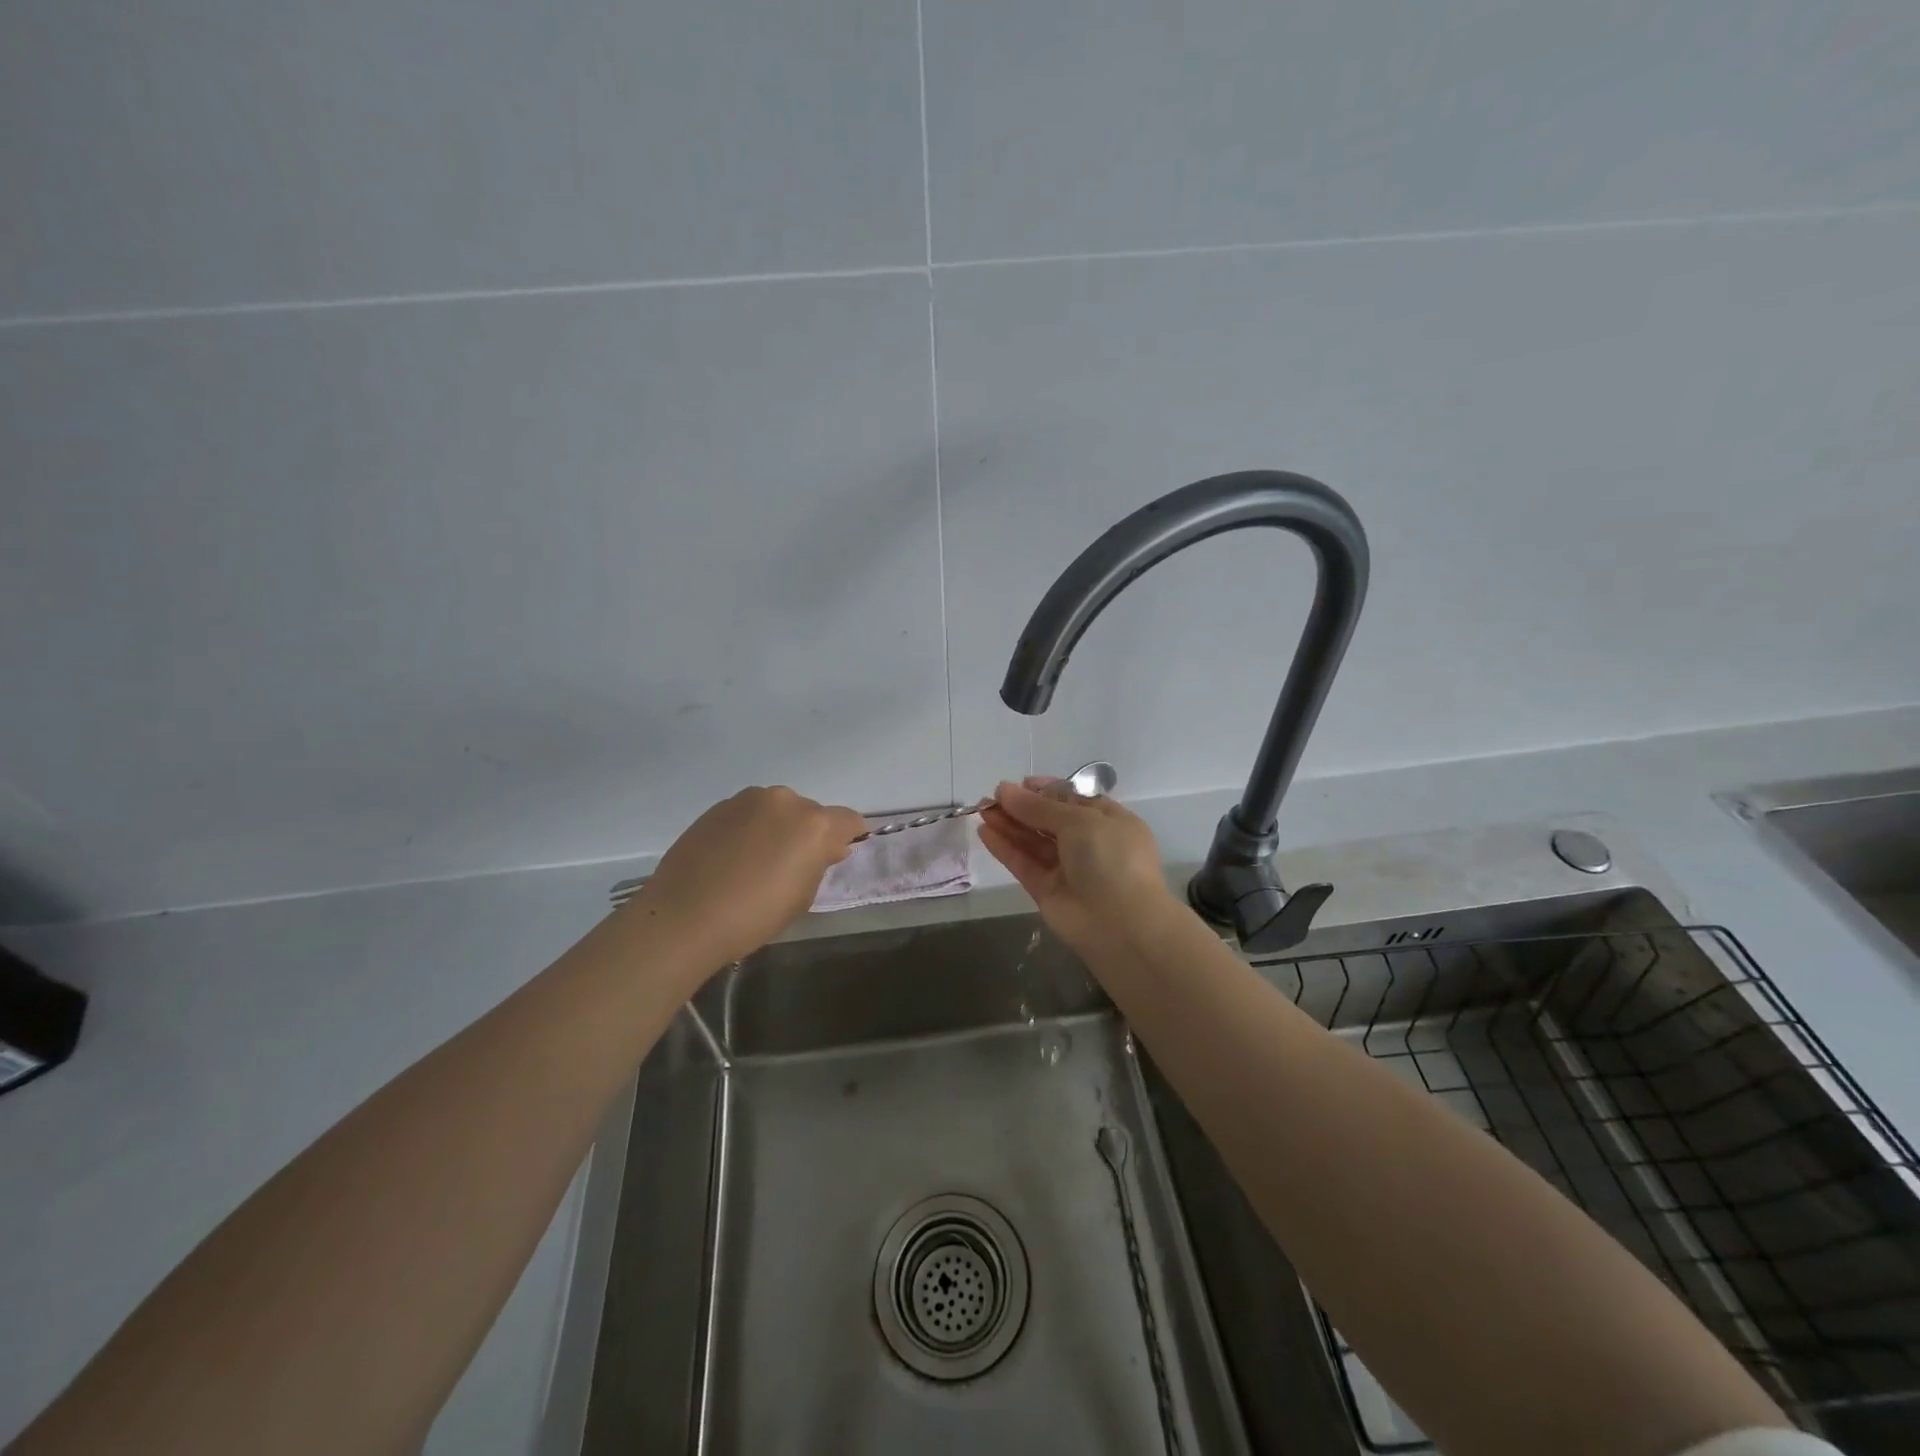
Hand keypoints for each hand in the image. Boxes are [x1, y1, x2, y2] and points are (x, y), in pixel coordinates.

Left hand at [629, 786, 865, 971]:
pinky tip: (732, 857)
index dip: (848, 838)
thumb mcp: (802, 897)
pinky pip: (748, 813)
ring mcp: (748, 799)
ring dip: (777, 827)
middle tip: (791, 866)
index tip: (835, 857)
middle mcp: (785, 801)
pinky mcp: (718, 806)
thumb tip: (824, 848)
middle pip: (811, 812)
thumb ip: (819, 864)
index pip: (849, 820)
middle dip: (808, 833)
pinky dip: (750, 828)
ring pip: (777, 809)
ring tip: (757, 861)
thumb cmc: (753, 916)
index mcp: (814, 825)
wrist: (684, 916)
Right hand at [977, 778, 1177, 954]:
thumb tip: (1005, 790)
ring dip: (1008, 824)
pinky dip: (1005, 848)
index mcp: (1109, 822)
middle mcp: (1089, 843)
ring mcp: (1067, 869)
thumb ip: (1039, 807)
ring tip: (980, 809)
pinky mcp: (1047, 890)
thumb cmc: (1111, 859)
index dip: (1046, 790)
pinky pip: (1024, 864)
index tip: (1020, 783)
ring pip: (1033, 841)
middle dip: (1021, 807)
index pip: (1074, 800)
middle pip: (1049, 820)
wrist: (1121, 926)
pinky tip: (984, 832)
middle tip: (991, 796)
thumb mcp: (1079, 821)